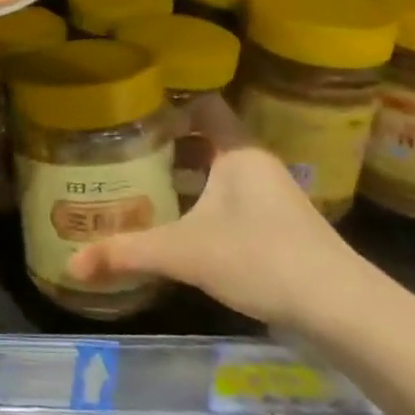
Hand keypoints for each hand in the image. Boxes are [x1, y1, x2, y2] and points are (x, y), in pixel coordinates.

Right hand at [64, 94, 367, 330]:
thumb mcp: (184, 253)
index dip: (168, 103)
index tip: (130, 113)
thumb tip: (71, 265)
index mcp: (238, 153)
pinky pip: (231, 199)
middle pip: (207, 138)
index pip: (203, 105)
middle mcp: (256, 165)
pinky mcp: (278, 227)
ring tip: (141, 185)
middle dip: (167, 144)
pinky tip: (179, 224)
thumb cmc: (261, 258)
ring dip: (185, 176)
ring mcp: (272, 197)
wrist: (343, 311)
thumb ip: (126, 254)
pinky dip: (202, 202)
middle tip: (123, 152)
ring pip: (219, 171)